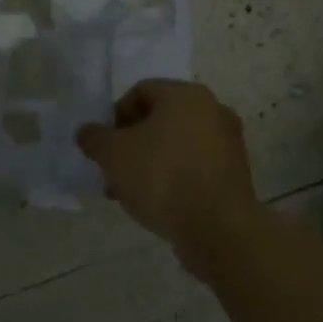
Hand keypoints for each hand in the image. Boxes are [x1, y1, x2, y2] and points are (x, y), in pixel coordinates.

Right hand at [77, 80, 258, 278]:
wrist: (218, 229)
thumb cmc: (162, 177)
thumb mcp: (113, 154)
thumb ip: (94, 138)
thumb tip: (87, 132)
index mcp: (186, 94)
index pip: (140, 92)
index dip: (115, 116)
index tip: (104, 145)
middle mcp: (212, 109)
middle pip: (159, 119)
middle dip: (131, 143)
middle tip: (114, 170)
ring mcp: (228, 143)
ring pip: (177, 145)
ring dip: (151, 162)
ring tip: (131, 193)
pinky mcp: (235, 174)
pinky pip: (195, 166)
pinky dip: (175, 177)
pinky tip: (158, 203)